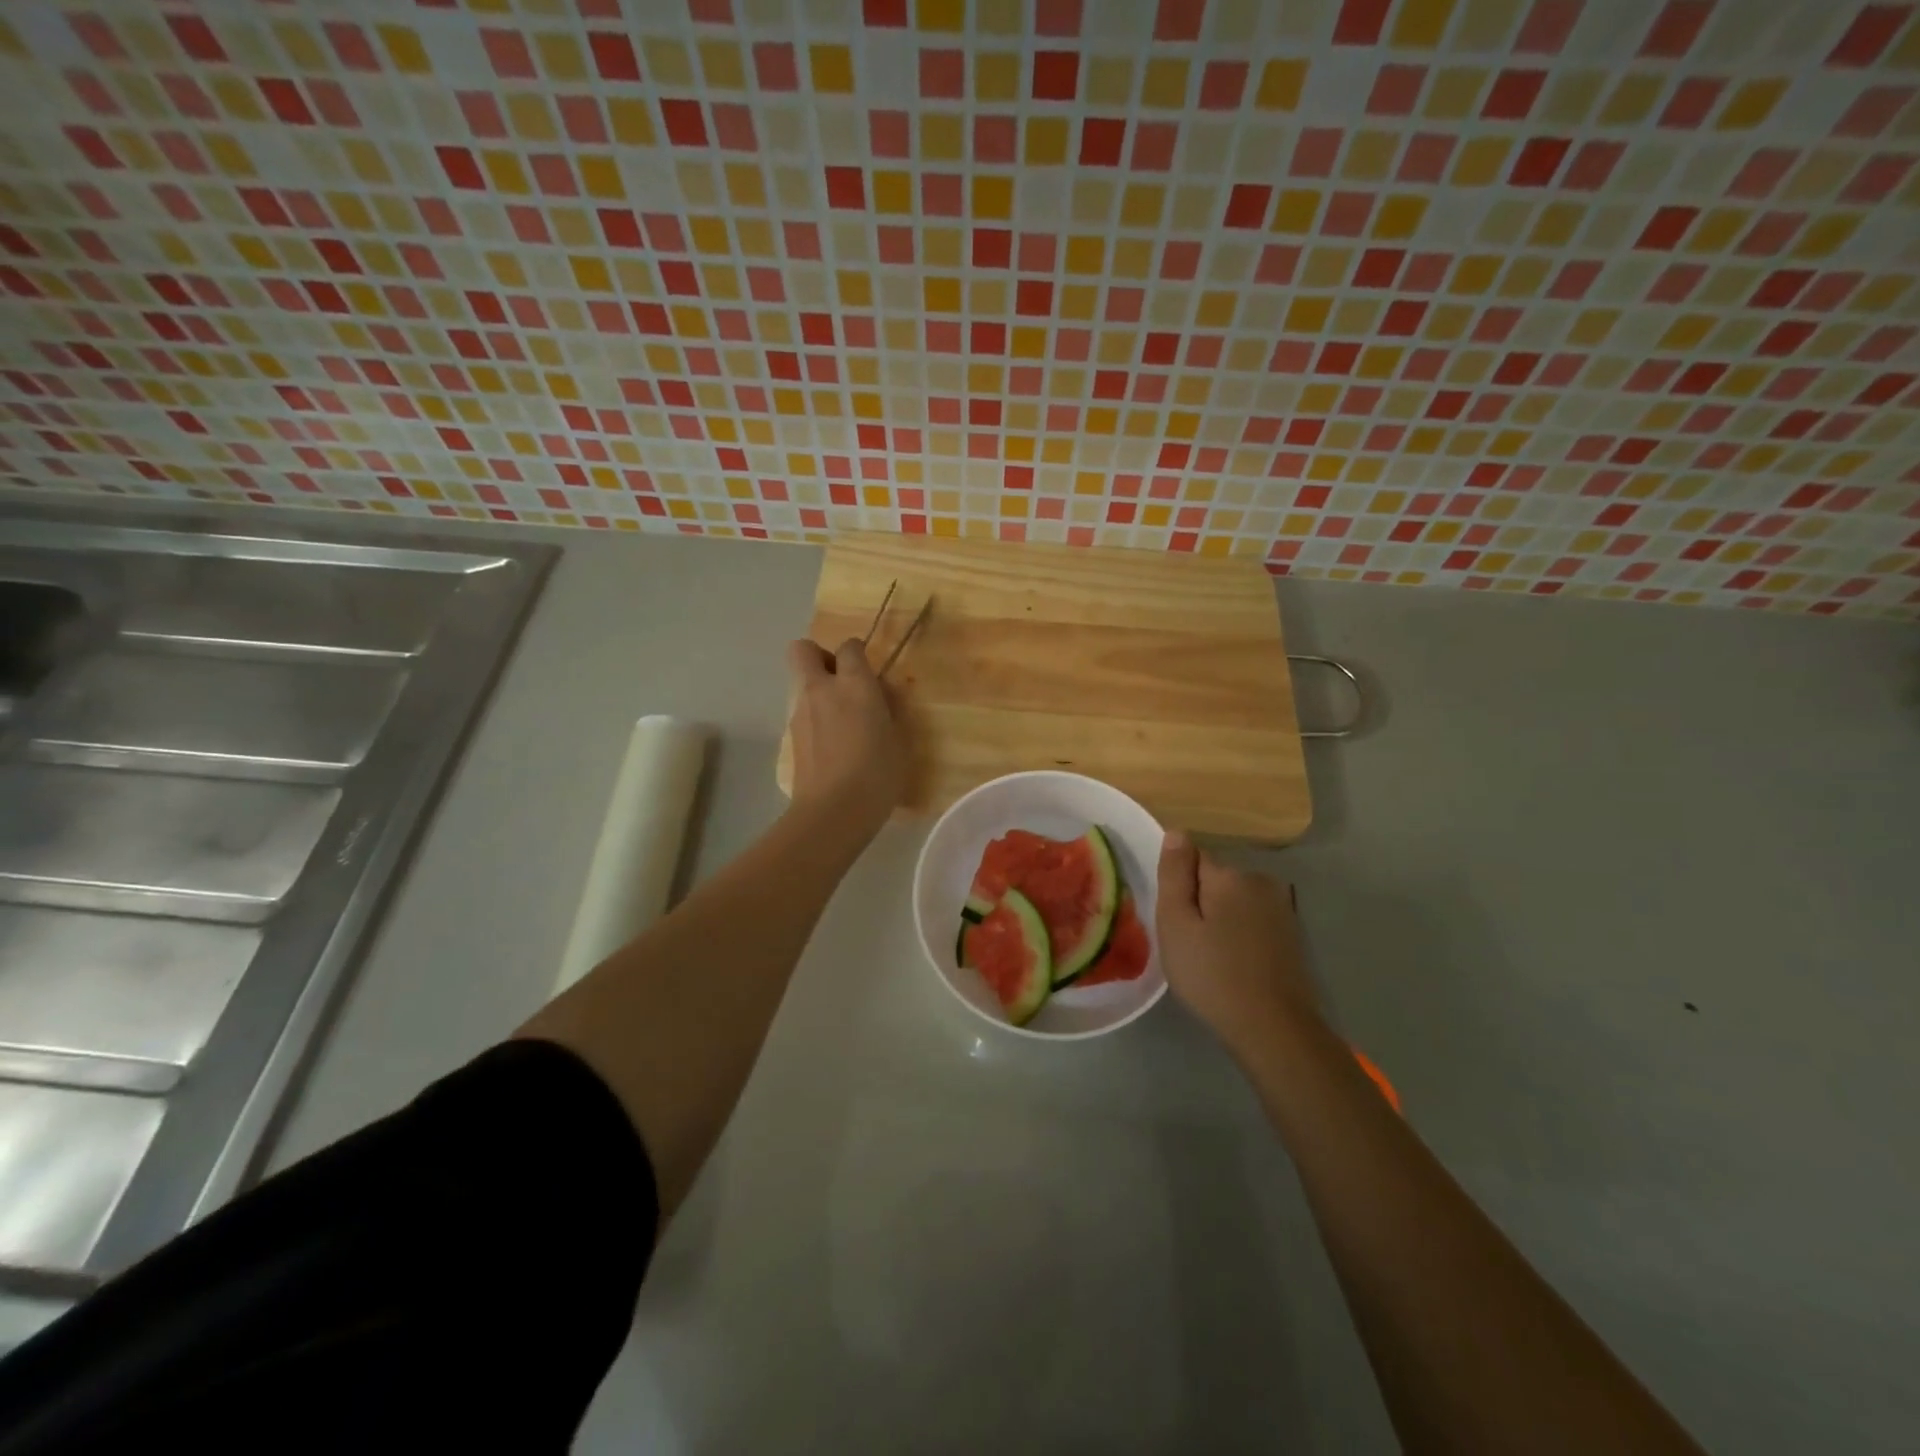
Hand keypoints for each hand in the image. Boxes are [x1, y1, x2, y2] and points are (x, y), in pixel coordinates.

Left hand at [785, 637, 906, 839]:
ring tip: (842, 722)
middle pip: (803, 650)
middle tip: (842, 682)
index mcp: (854, 684)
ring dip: (817, 691)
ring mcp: (800, 713)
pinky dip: (814, 718)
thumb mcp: (900, 739)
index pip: (849, 647)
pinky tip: (832, 745)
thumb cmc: (877, 773)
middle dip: (820, 657)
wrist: (833, 811)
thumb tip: (880, 694)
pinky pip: (801, 713)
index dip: (857, 653)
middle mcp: (821, 690)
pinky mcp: (791, 738)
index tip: (868, 672)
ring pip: (801, 683)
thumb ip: (890, 708)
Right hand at [1156, 832, 1319, 1056]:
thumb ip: (1175, 874)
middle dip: (1200, 902)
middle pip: (1215, 879)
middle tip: (1189, 944)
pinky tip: (1235, 965)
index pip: (1192, 858)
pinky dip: (1240, 935)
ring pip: (1234, 901)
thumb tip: (1177, 832)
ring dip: (1221, 919)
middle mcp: (1260, 880)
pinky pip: (1252, 920)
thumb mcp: (1176, 924)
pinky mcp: (1292, 934)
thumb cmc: (1213, 975)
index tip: (1175, 921)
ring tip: (1212, 958)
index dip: (1179, 888)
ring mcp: (1281, 908)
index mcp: (1230, 875)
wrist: (1274, 1029)